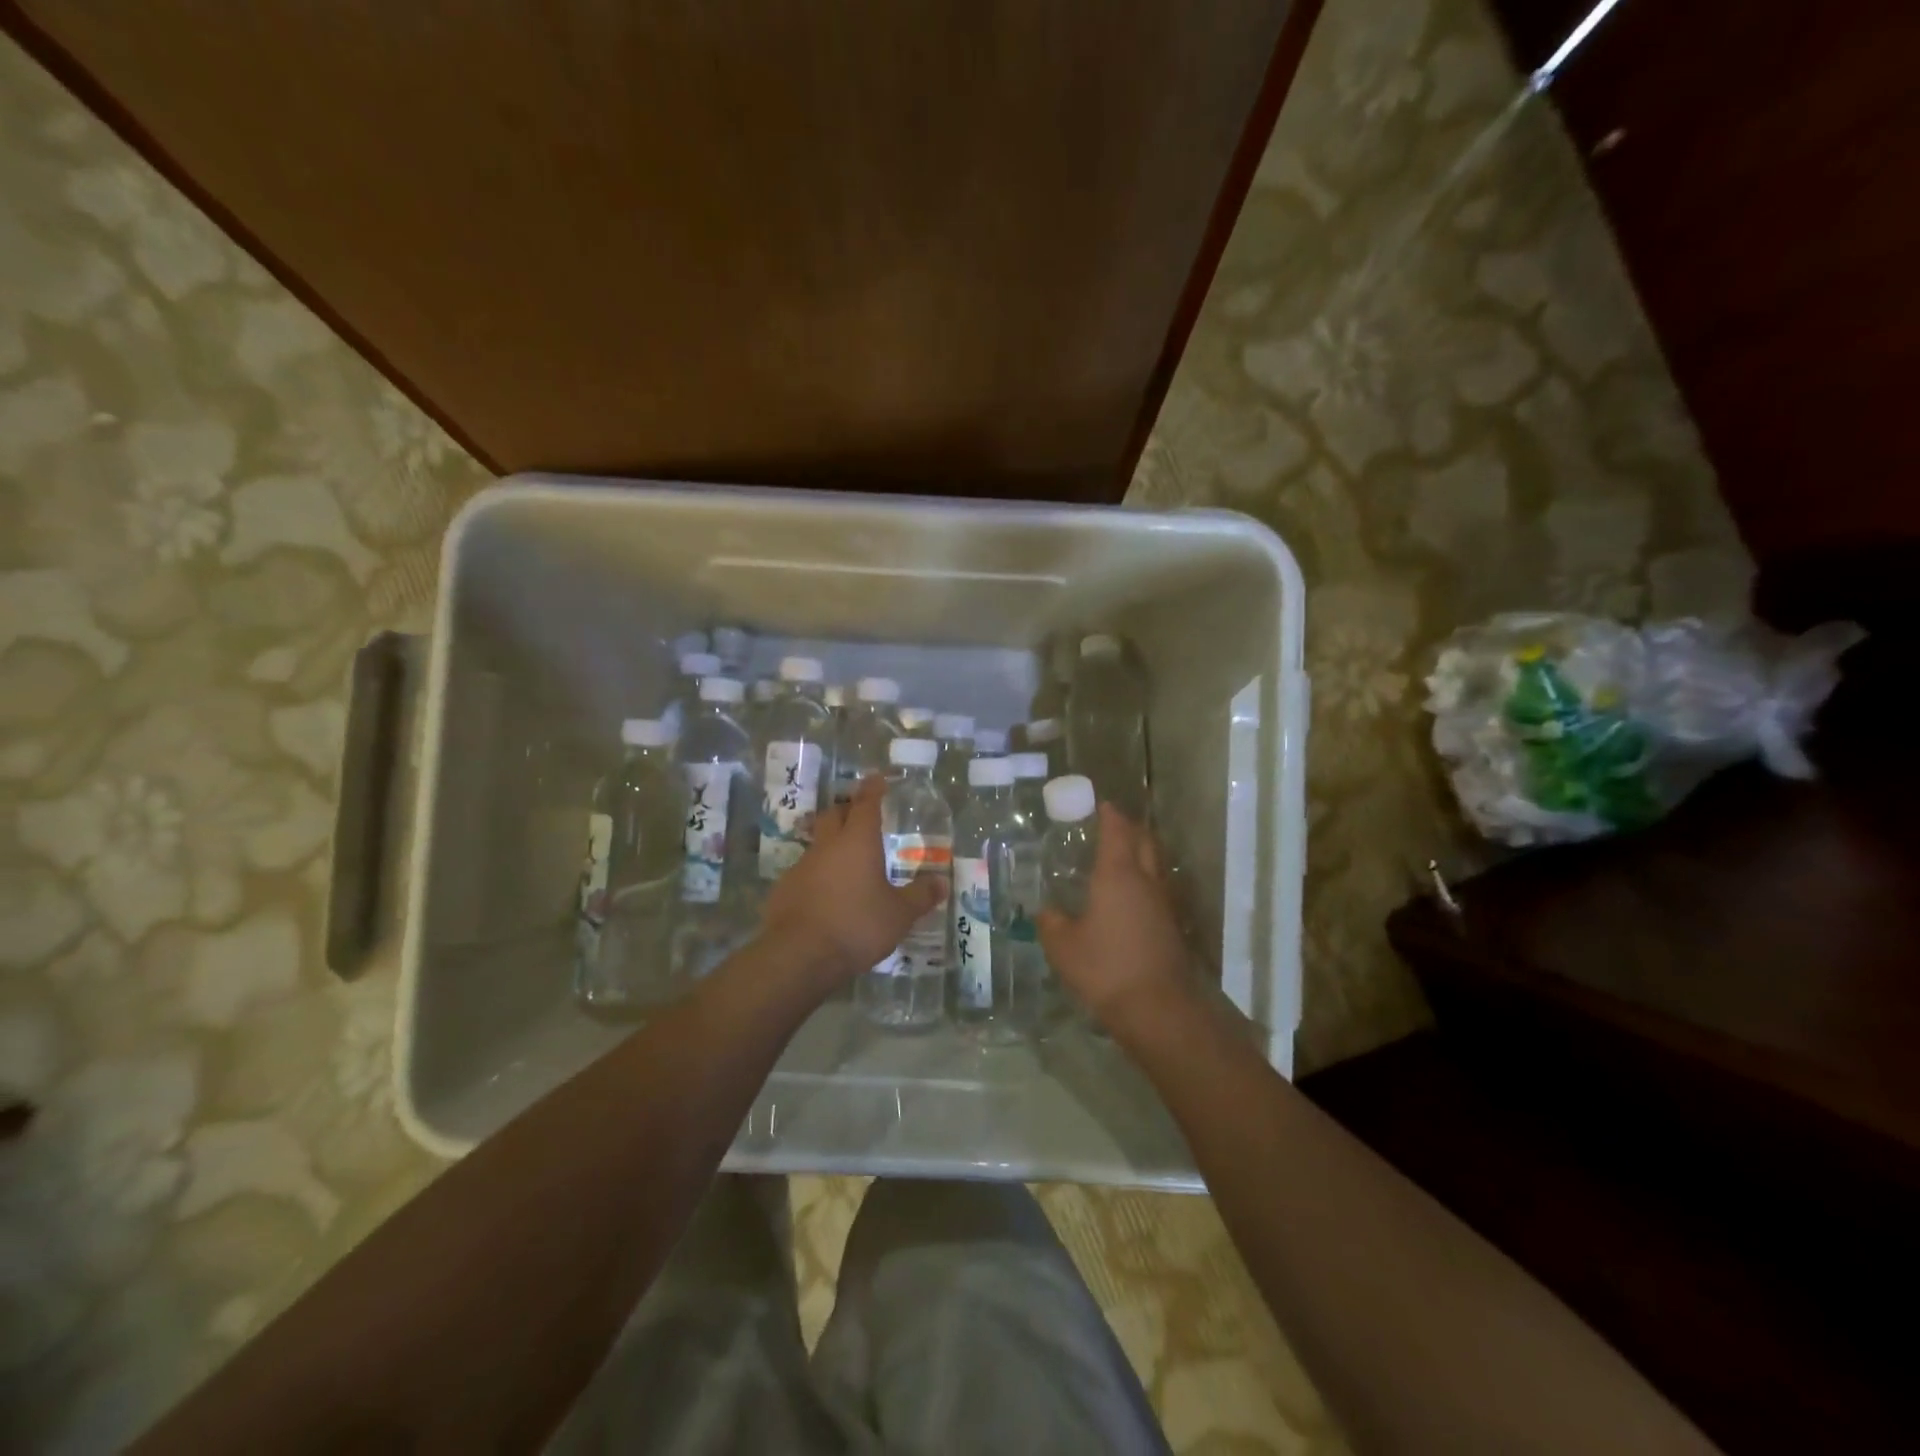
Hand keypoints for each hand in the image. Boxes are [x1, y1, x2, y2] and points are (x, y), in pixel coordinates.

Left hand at [760, 775, 945, 987]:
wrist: (799, 955)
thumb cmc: (857, 926)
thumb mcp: (899, 915)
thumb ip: (920, 896)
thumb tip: (942, 883)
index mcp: (858, 842)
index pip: (866, 804)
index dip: (872, 789)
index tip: (876, 778)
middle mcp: (827, 846)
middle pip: (833, 815)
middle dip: (846, 809)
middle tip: (858, 812)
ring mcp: (801, 867)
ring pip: (817, 843)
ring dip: (830, 844)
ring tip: (845, 859)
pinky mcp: (784, 890)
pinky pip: (804, 872)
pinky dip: (817, 874)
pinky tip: (825, 893)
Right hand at [1037, 804, 1194, 1038]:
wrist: (1158, 1008)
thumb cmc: (1105, 968)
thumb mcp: (1063, 946)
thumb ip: (1051, 923)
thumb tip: (1047, 911)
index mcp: (1117, 874)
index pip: (1117, 831)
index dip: (1110, 815)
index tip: (1102, 805)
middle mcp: (1145, 881)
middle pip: (1144, 841)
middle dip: (1130, 828)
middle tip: (1112, 825)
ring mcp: (1163, 903)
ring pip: (1154, 865)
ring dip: (1140, 854)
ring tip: (1120, 858)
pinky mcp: (1171, 926)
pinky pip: (1157, 890)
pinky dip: (1144, 882)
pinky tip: (1129, 898)